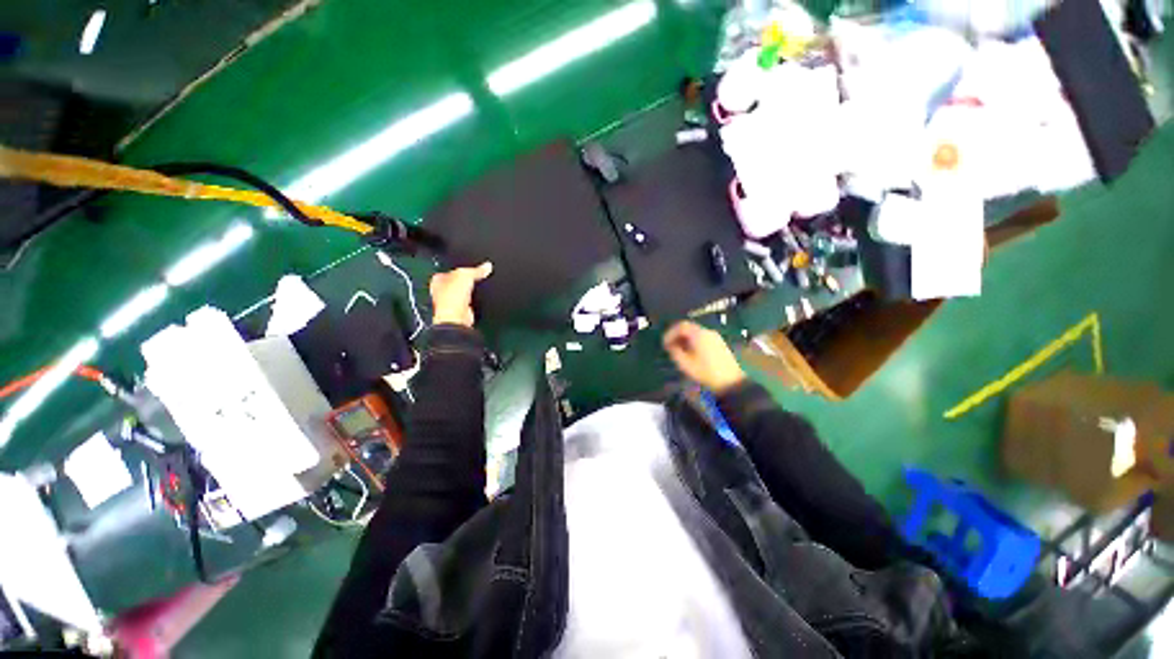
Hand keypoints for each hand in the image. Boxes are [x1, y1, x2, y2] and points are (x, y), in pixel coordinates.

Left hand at [430, 262, 492, 326]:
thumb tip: (487, 265)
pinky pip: (469, 302)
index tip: (470, 266)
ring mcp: (450, 302)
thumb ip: (477, 270)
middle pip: (456, 282)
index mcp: (437, 280)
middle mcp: (441, 291)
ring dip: (470, 290)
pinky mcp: (460, 311)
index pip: (448, 270)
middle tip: (477, 275)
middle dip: (466, 280)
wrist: (457, 317)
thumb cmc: (452, 296)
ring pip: (463, 292)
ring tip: (479, 285)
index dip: (460, 268)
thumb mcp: (466, 275)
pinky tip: (479, 297)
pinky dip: (474, 300)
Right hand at [664, 321, 745, 393]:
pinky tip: (691, 353)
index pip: (681, 326)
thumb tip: (671, 346)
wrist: (731, 382)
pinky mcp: (719, 343)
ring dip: (685, 339)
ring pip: (696, 333)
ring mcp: (715, 337)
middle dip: (677, 336)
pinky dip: (693, 342)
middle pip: (689, 327)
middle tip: (670, 346)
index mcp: (699, 335)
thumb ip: (675, 352)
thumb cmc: (706, 373)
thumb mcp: (685, 364)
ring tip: (679, 351)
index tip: (664, 343)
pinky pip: (702, 337)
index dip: (670, 333)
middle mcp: (707, 332)